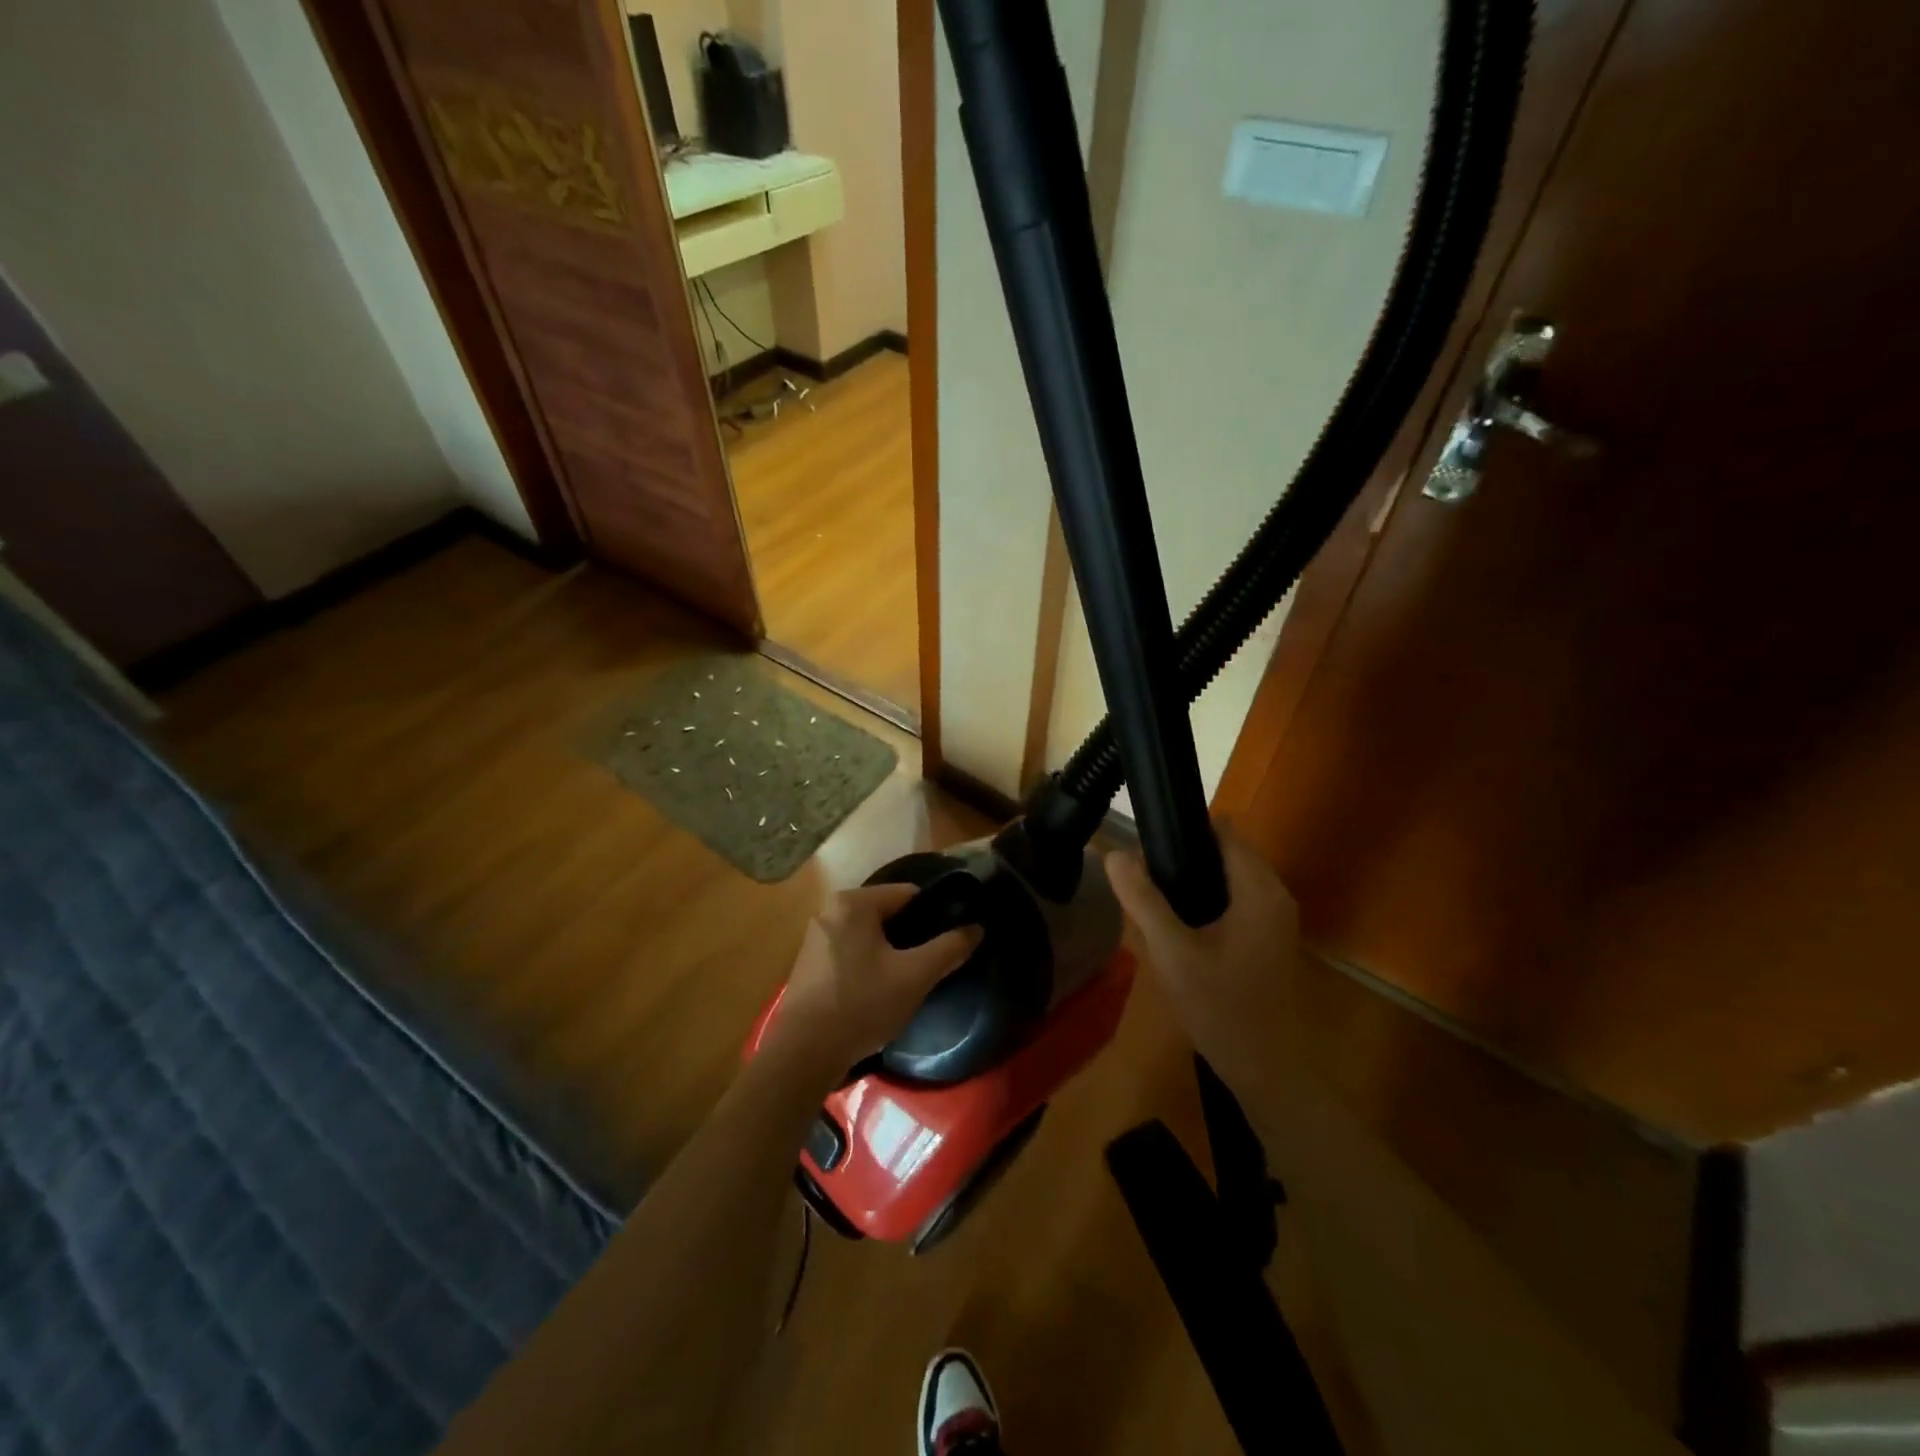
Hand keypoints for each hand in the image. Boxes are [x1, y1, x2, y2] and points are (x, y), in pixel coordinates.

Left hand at [768, 883, 981, 1078]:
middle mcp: (830, 910)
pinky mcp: (810, 963)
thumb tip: (976, 927)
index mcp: (853, 902)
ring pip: (871, 935)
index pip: (909, 894)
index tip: (952, 939)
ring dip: (892, 952)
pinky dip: (870, 964)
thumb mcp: (915, 976)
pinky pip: (853, 951)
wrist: (803, 1055)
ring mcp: (817, 937)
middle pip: (889, 914)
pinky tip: (881, 991)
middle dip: (913, 936)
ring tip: (911, 980)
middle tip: (934, 964)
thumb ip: (949, 948)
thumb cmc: (861, 1005)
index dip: (936, 915)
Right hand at [1105, 822, 1301, 1086]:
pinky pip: (1234, 903)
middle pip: (1224, 853)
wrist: (1271, 1074)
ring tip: (1149, 898)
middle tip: (1139, 877)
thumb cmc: (1224, 1009)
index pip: (1221, 831)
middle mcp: (1274, 895)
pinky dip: (1205, 903)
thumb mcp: (1173, 953)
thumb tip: (1114, 853)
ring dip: (1192, 881)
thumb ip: (1143, 901)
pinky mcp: (1268, 941)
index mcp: (1258, 889)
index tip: (1144, 840)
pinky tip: (1176, 928)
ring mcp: (1275, 920)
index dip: (1182, 827)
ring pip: (1227, 879)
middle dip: (1182, 856)